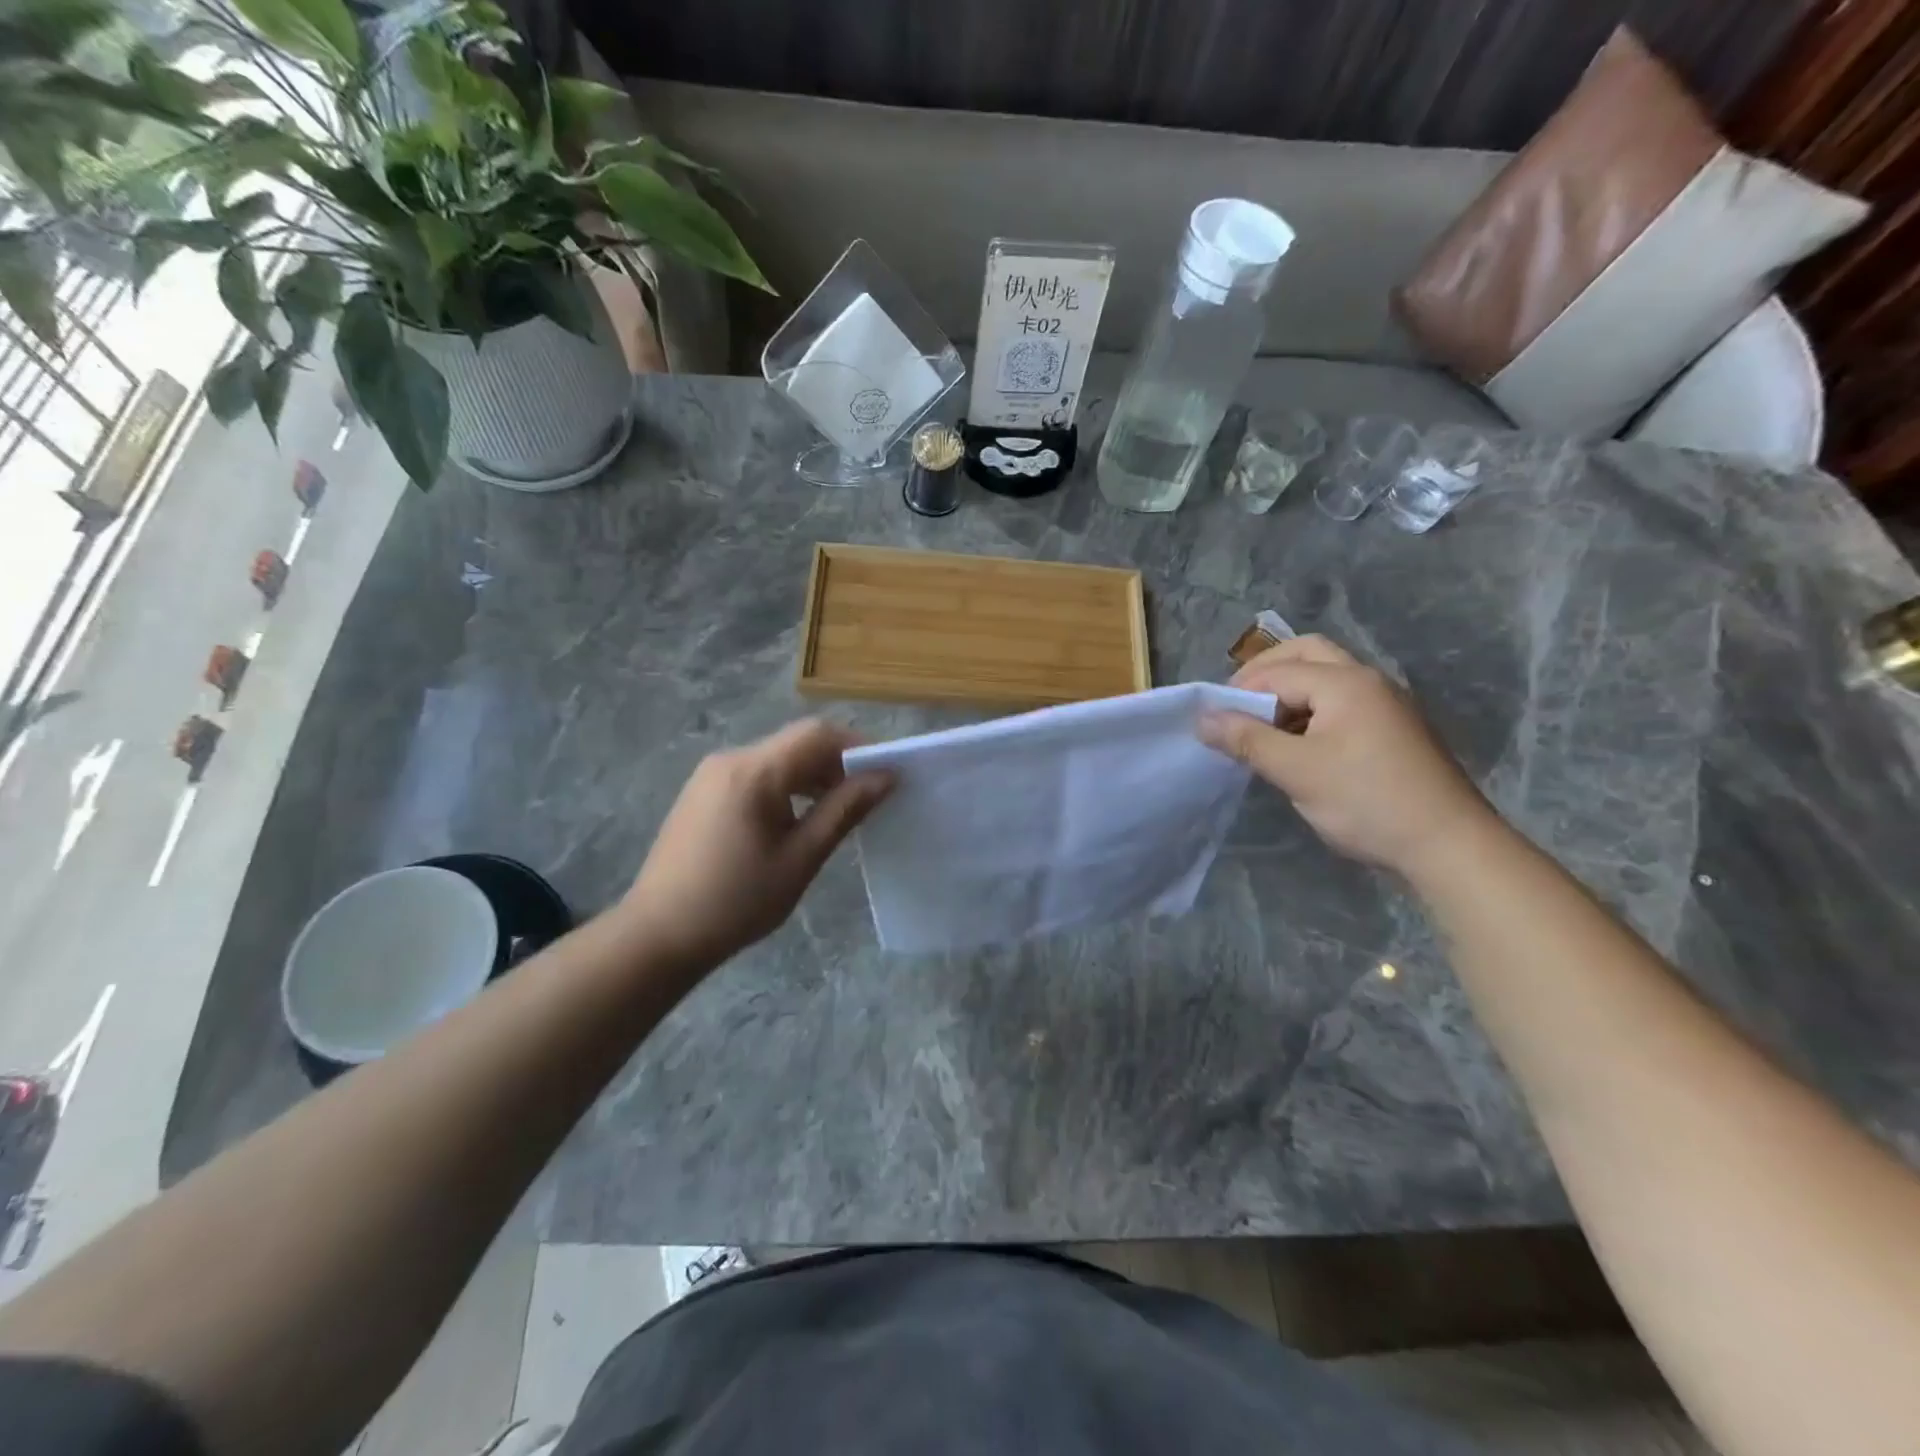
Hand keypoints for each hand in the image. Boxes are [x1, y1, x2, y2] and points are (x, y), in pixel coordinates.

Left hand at [617, 719, 892, 977]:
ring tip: (836, 812)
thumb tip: (884, 777)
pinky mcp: (702, 791)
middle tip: (867, 799)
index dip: (858, 746)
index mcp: (754, 771)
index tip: (885, 774)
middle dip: (837, 763)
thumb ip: (843, 811)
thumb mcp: (800, 858)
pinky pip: (755, 774)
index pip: (818, 734)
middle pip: (797, 742)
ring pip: (777, 758)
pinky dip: (785, 786)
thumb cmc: (736, 901)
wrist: (658, 935)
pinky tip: (796, 820)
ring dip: (811, 776)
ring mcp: (711, 774)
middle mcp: (731, 759)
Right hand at [1198, 635, 1493, 875]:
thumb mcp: (1296, 771)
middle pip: (1306, 654)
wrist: (1449, 845)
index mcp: (1345, 682)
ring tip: (1262, 729)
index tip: (1212, 722)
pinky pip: (1342, 702)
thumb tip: (1202, 719)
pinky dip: (1311, 710)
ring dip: (1288, 692)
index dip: (1238, 692)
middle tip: (1236, 706)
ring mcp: (1386, 703)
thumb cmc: (1366, 802)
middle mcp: (1368, 680)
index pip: (1277, 671)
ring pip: (1326, 677)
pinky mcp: (1394, 728)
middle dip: (1265, 674)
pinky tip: (1298, 745)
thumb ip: (1246, 739)